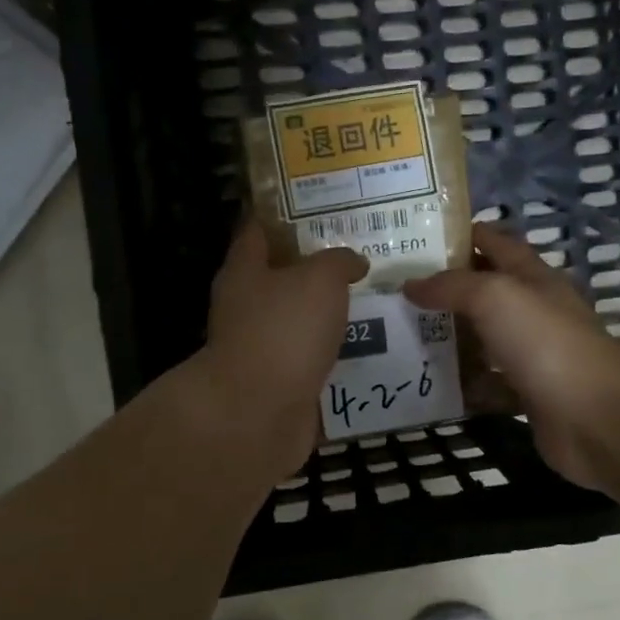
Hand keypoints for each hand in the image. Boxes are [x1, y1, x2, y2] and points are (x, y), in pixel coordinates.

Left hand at [200, 222, 368, 477]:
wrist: (258, 414)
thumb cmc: (284, 331)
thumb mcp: (319, 279)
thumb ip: (338, 261)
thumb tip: (353, 262)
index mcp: (244, 270)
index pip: (257, 229)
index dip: (284, 214)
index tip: (320, 205)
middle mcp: (246, 305)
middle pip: (281, 276)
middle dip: (317, 265)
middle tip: (362, 253)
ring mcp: (261, 346)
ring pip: (300, 318)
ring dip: (329, 312)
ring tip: (375, 297)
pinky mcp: (279, 381)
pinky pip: (312, 357)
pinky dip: (335, 351)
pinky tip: (370, 344)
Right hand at [404, 224, 619, 490]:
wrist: (595, 417)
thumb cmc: (545, 342)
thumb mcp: (494, 297)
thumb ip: (451, 286)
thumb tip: (411, 284)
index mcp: (533, 278)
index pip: (496, 243)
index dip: (462, 235)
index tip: (418, 238)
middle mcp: (535, 311)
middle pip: (486, 292)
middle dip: (446, 290)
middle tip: (397, 292)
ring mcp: (534, 355)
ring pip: (485, 340)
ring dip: (452, 338)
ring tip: (403, 337)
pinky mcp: (529, 395)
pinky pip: (489, 384)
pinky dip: (465, 385)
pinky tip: (431, 384)